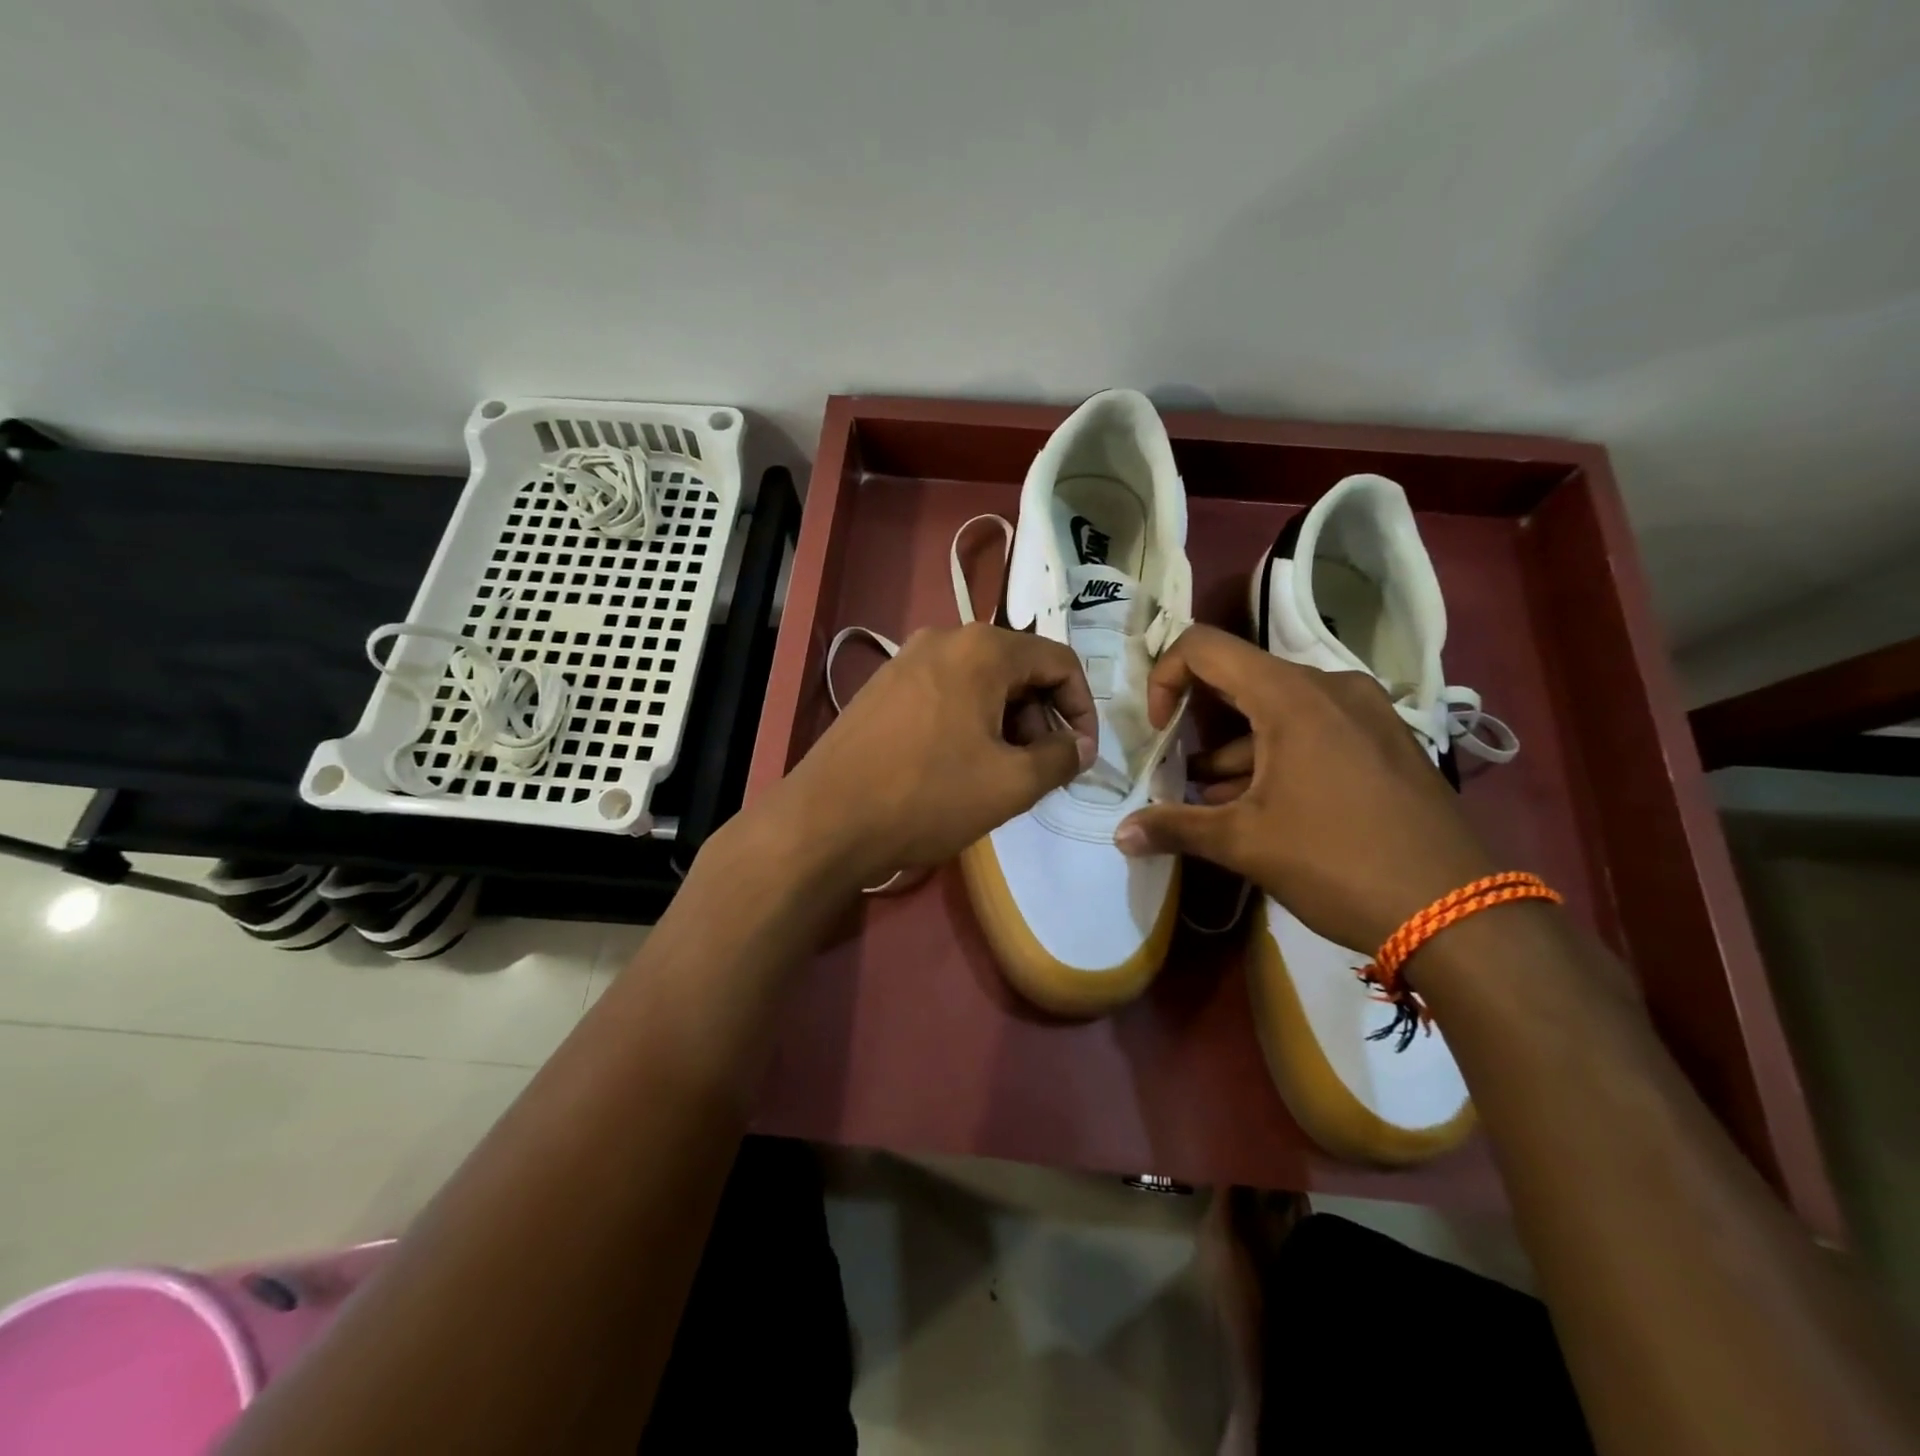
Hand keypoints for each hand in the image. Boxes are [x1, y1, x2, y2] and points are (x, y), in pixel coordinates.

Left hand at [764, 623, 1098, 892]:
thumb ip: (1060, 758)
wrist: (825, 820)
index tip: (1082, 754)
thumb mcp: (1010, 784)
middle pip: (1018, 668)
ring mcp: (905, 660)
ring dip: (1005, 721)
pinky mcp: (882, 687)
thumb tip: (1079, 747)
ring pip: (980, 681)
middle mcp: (944, 639)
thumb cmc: (927, 796)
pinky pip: (944, 692)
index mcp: (982, 649)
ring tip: (1001, 772)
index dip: (1083, 708)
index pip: (1059, 661)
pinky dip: (968, 721)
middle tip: (1040, 768)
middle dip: (1041, 717)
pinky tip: (958, 765)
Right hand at [1114, 624, 1498, 953]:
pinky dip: (1277, 755)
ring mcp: (1366, 714)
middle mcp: (1331, 688)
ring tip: (1211, 797)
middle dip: (1199, 721)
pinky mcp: (1385, 742)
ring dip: (1236, 747)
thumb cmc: (1338, 862)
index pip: (1205, 647)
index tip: (1160, 732)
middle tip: (1177, 766)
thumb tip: (1120, 835)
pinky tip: (1261, 805)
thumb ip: (1175, 828)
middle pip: (1242, 678)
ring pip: (1278, 709)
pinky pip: (1314, 729)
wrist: (1459, 914)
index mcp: (1292, 696)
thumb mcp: (1245, 844)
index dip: (1166, 679)